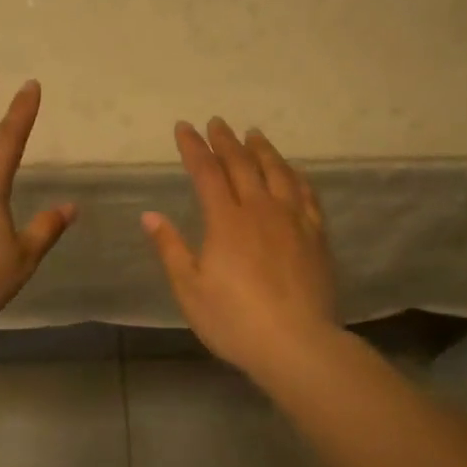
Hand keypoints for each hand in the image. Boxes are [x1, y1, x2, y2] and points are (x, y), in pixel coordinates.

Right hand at [142, 119, 337, 370]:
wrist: (297, 344)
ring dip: (263, 150)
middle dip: (226, 141)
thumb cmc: (234, 320)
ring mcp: (292, 220)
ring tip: (254, 134)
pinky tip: (292, 171)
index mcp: (226, 221)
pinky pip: (306, 194)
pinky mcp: (316, 236)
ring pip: (278, 172)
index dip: (194, 147)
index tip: (184, 127)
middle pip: (242, 164)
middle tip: (217, 123)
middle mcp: (260, 210)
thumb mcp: (190, 289)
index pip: (207, 172)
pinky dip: (296, 175)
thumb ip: (170, 248)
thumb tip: (150, 215)